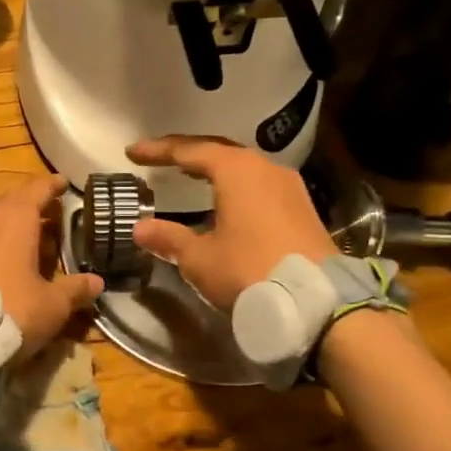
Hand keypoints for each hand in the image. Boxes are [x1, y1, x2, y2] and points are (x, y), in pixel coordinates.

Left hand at [0, 174, 102, 356]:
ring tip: (29, 231)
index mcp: (17, 219)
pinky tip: (5, 257)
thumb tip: (97, 281)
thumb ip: (75, 290)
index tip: (63, 182)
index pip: (37, 189)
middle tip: (51, 209)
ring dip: (12, 221)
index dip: (52, 185)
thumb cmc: (12, 309)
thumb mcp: (53, 304)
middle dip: (32, 202)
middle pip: (12, 201)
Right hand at [127, 136, 337, 310]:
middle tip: (159, 157)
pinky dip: (234, 185)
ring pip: (243, 167)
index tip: (133, 152)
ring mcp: (288, 186)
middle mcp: (264, 168)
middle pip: (218, 151)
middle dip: (187, 152)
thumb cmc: (249, 271)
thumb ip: (169, 238)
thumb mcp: (200, 258)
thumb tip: (140, 228)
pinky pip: (259, 184)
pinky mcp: (301, 207)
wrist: (316, 301)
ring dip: (213, 168)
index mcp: (236, 170)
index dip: (159, 150)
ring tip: (189, 174)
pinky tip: (224, 199)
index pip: (189, 150)